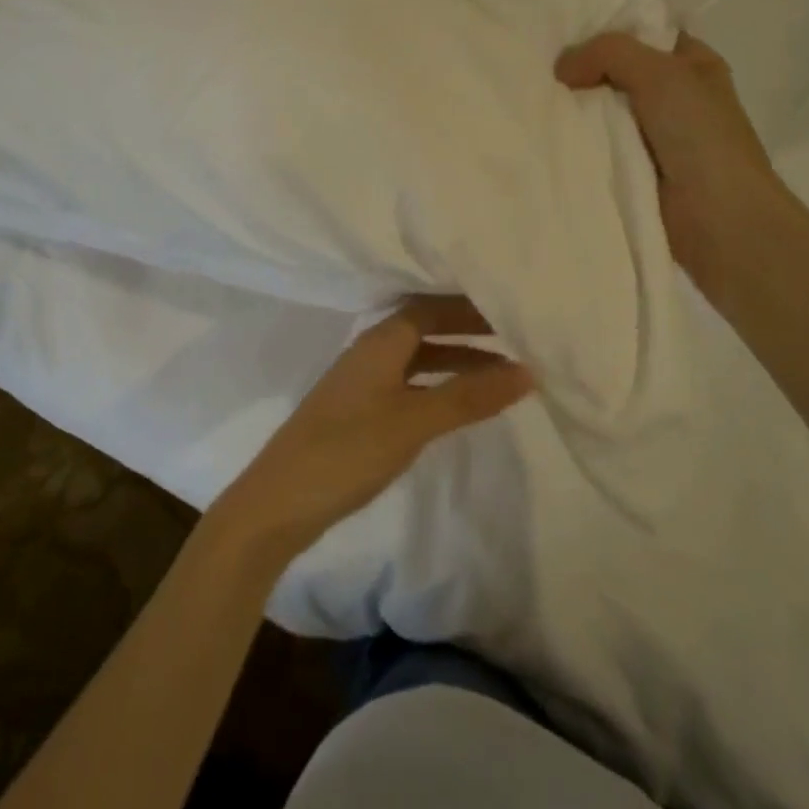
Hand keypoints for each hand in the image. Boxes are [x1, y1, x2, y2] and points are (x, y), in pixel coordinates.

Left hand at [213, 298, 532, 565]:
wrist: (281, 501)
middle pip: (424, 329)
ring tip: (500, 376)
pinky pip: (409, 385)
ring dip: (456, 363)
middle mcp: (370, 353)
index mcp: (380, 342)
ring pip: (418, 360)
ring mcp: (362, 384)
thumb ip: (468, 396)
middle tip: (514, 341)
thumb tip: (527, 371)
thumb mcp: (414, 421)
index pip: (430, 308)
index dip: (468, 309)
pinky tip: (457, 406)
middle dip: (467, 333)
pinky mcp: (359, 413)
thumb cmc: (349, 449)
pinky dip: (437, 388)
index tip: (509, 315)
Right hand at [556, 31, 778, 297]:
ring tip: (530, 97)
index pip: (644, 34)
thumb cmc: (701, 137)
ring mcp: (652, 137)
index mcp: (693, 66)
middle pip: (616, 72)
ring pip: (601, 110)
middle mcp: (674, 97)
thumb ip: (609, 53)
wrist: (718, 221)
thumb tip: (562, 68)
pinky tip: (544, 133)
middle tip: (536, 65)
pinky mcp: (631, 170)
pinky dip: (575, 141)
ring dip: (573, 109)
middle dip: (581, 70)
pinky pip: (596, 145)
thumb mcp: (661, 74)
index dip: (606, 29)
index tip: (561, 30)